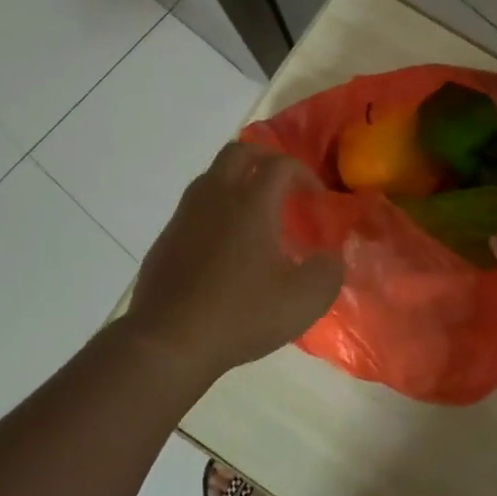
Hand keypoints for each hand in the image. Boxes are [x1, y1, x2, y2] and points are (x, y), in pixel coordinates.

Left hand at [128, 140, 344, 383]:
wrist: (168, 343)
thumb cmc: (241, 315)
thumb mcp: (303, 300)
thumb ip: (328, 272)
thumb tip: (330, 258)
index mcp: (251, 203)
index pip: (280, 165)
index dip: (304, 174)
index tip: (317, 199)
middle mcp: (215, 197)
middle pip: (239, 152)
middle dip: (265, 158)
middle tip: (283, 182)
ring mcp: (184, 217)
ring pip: (211, 176)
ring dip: (237, 181)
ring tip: (255, 212)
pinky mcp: (166, 240)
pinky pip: (194, 208)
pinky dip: (215, 210)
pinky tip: (225, 246)